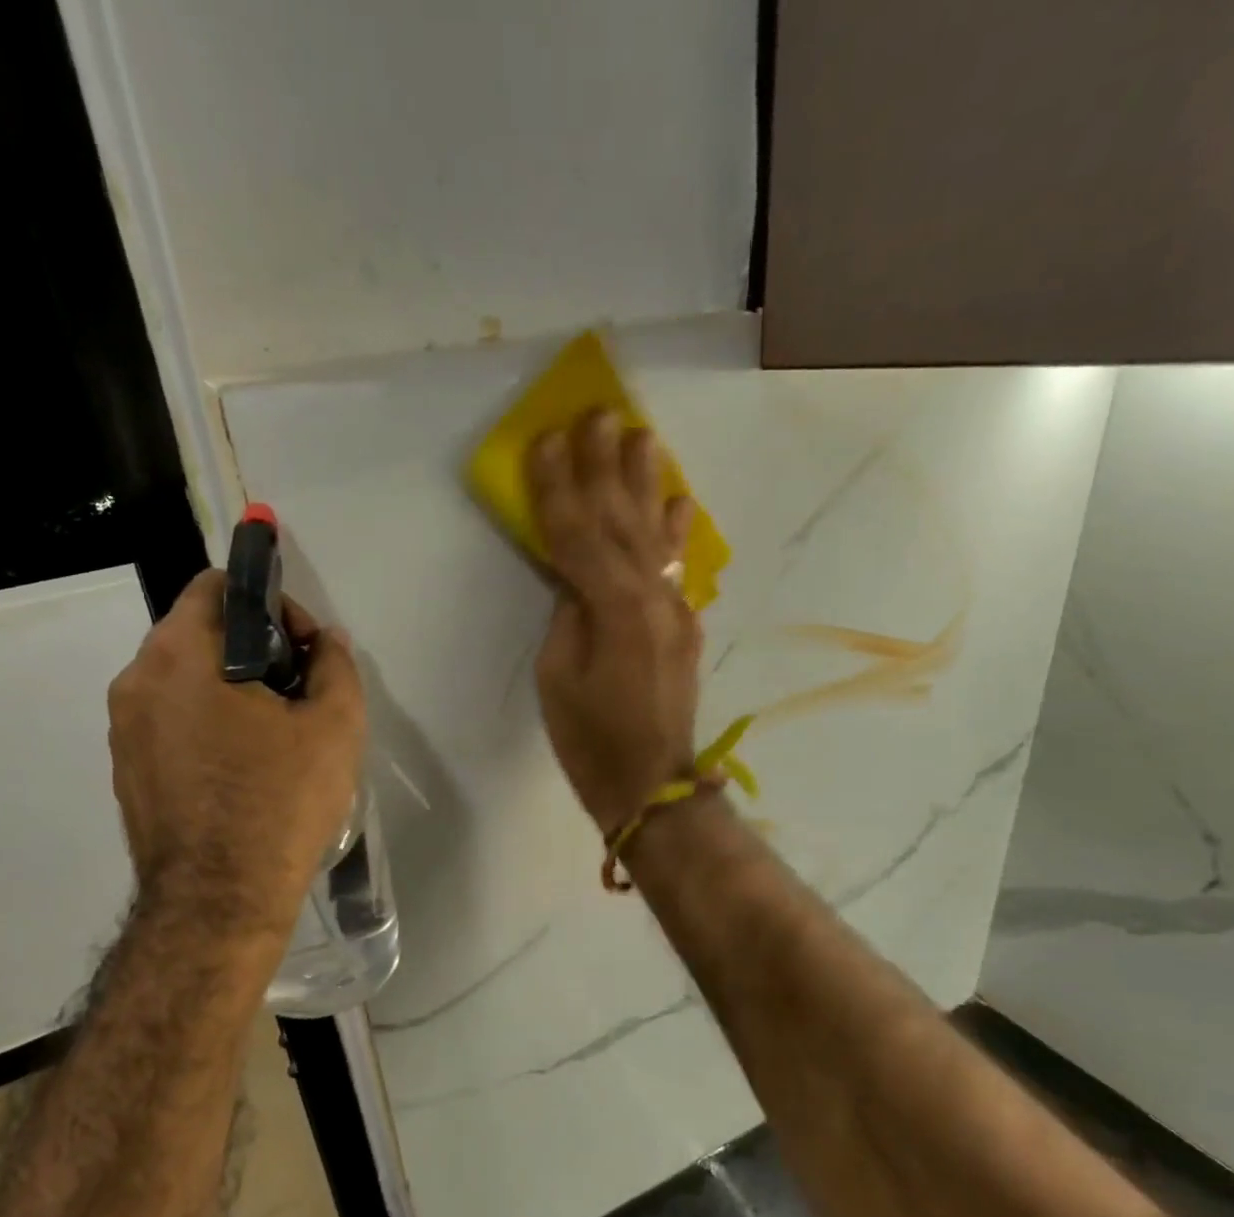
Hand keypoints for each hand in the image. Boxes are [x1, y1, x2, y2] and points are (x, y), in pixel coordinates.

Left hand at [108, 569, 365, 945]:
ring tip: (276, 735)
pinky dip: (206, 724)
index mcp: (180, 654)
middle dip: (254, 649)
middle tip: (299, 692)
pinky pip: (170, 722)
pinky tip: (244, 770)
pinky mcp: (126, 770)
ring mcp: (123, 729)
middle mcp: (136, 680)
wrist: (218, 903)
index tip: (304, 649)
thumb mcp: (335, 726)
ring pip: (184, 680)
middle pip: (199, 633)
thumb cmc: (279, 803)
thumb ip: (335, 665)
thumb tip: (326, 641)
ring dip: (230, 688)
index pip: (217, 587)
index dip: (271, 604)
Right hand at [529, 409, 699, 838]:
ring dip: (647, 484)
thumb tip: (575, 582)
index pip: (577, 534)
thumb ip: (567, 617)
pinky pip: (677, 566)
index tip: (548, 440)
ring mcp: (675, 610)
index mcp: (612, 608)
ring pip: (656, 535)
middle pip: (622, 521)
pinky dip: (676, 532)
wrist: (651, 785)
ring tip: (644, 436)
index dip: (559, 487)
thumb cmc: (590, 739)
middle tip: (601, 414)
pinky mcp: (685, 626)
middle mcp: (652, 598)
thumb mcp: (557, 677)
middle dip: (607, 466)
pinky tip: (678, 501)